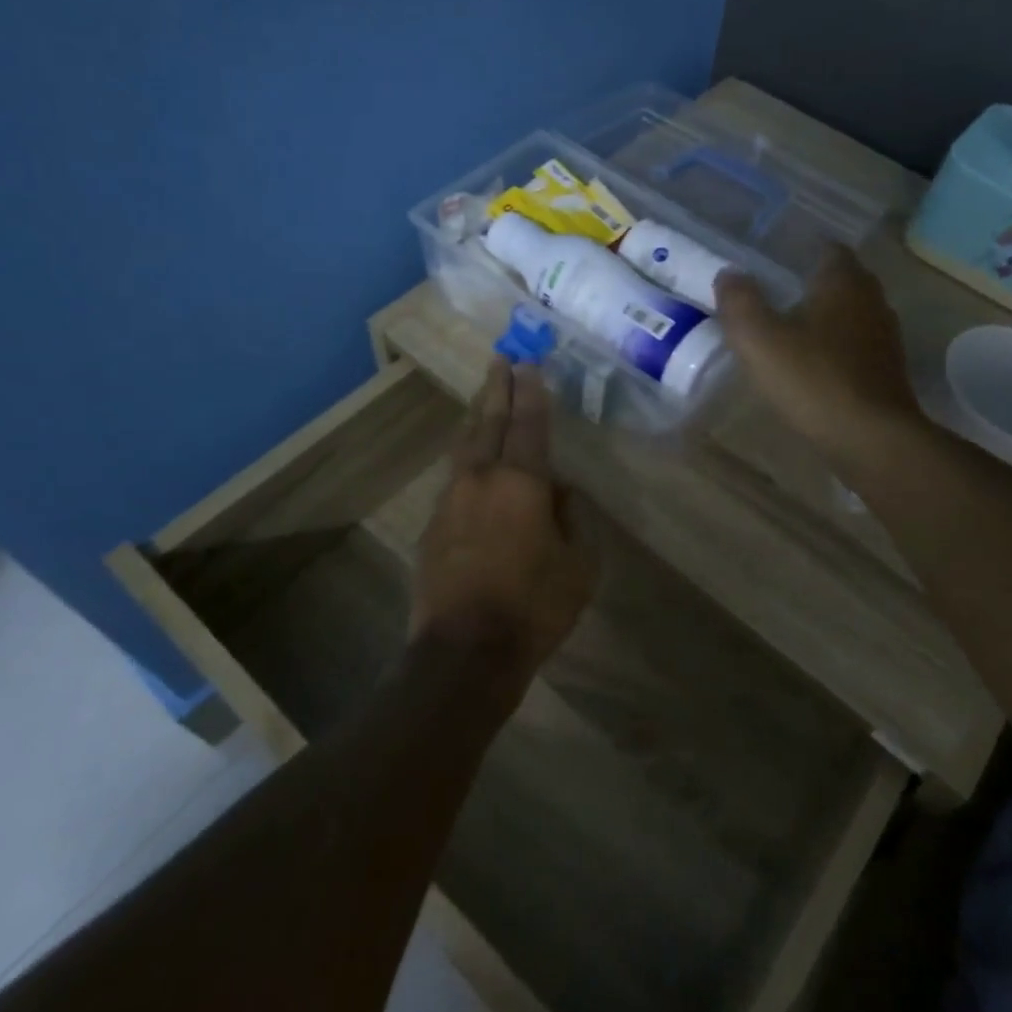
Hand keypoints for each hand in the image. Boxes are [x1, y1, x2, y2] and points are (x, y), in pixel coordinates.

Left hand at [413, 359, 596, 683]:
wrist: (464, 652)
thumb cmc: (534, 606)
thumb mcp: (579, 564)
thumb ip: (572, 518)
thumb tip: (559, 493)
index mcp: (521, 482)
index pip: (528, 423)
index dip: (530, 392)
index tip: (528, 364)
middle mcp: (481, 479)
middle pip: (487, 421)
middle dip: (496, 389)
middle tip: (501, 360)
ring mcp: (450, 501)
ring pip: (464, 446)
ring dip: (475, 417)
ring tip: (483, 398)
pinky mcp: (433, 526)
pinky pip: (454, 479)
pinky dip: (465, 459)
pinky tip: (471, 462)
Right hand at [714, 246, 923, 472]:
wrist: (872, 439)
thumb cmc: (814, 380)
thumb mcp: (760, 341)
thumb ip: (740, 303)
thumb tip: (728, 274)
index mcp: (844, 283)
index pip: (829, 249)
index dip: (803, 251)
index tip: (776, 262)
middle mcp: (872, 301)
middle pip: (843, 281)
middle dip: (814, 284)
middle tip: (777, 295)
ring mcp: (885, 338)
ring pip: (853, 314)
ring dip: (827, 318)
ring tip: (792, 331)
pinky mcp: (889, 371)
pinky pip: (859, 346)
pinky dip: (838, 348)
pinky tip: (815, 366)